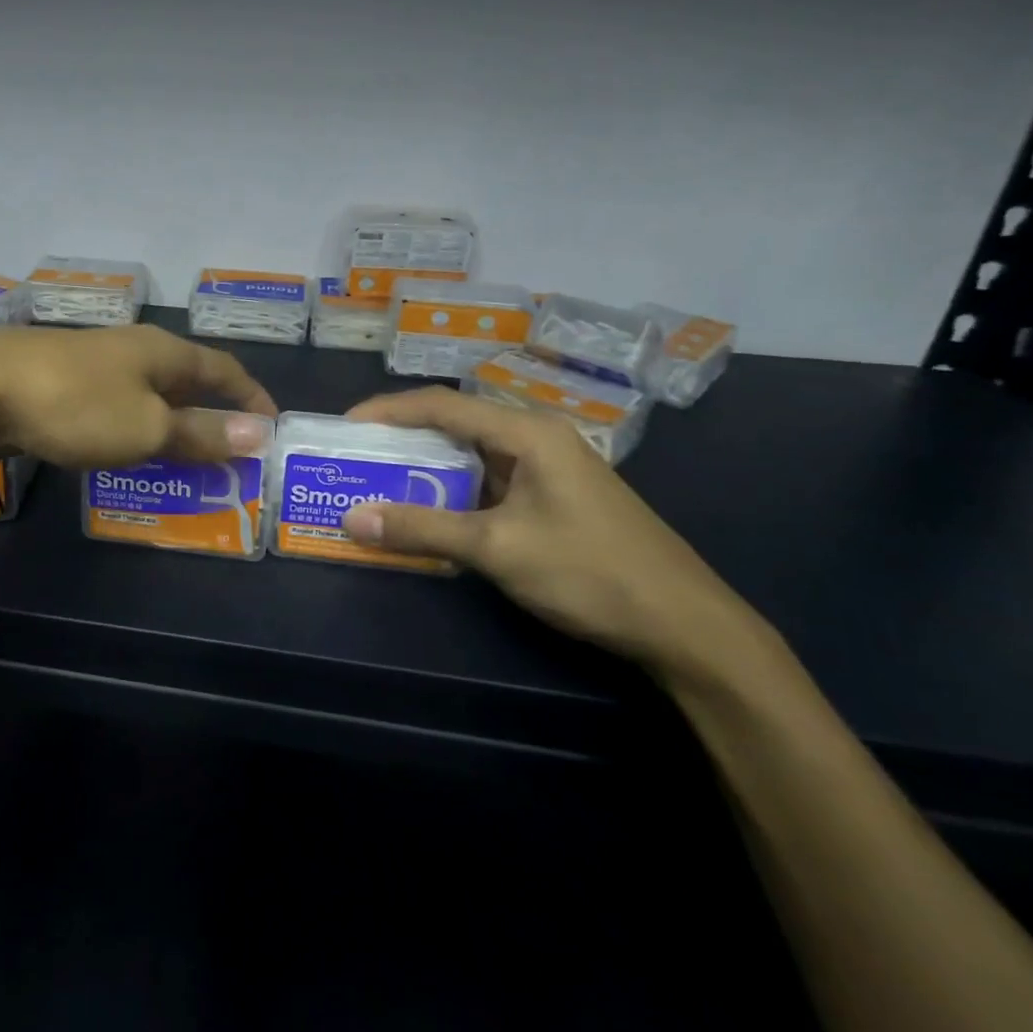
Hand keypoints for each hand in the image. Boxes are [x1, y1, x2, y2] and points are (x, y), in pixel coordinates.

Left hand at [0, 325, 277, 470]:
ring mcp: (95, 366)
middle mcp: (133, 350)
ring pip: (148, 396)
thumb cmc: (78, 404)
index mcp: (164, 351)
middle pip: (187, 381)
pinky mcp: (63, 385)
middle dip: (211, 415)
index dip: (251, 397)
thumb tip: (261, 434)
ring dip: (171, 426)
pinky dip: (134, 431)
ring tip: (185, 463)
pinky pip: (116, 409)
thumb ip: (202, 432)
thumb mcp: (148, 426)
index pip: (224, 369)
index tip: (272, 427)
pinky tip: (127, 454)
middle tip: (230, 456)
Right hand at [339, 387, 764, 677]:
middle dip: (403, 439)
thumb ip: (421, 528)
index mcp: (528, 432)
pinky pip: (491, 482)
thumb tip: (351, 519)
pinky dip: (455, 492)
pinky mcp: (556, 497)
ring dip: (428, 469)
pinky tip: (431, 511)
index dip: (388, 410)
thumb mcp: (496, 548)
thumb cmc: (590, 572)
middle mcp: (538, 438)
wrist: (688, 627)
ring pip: (473, 455)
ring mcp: (551, 469)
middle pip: (456, 425)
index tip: (344, 426)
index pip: (441, 405)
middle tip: (357, 457)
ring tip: (382, 481)